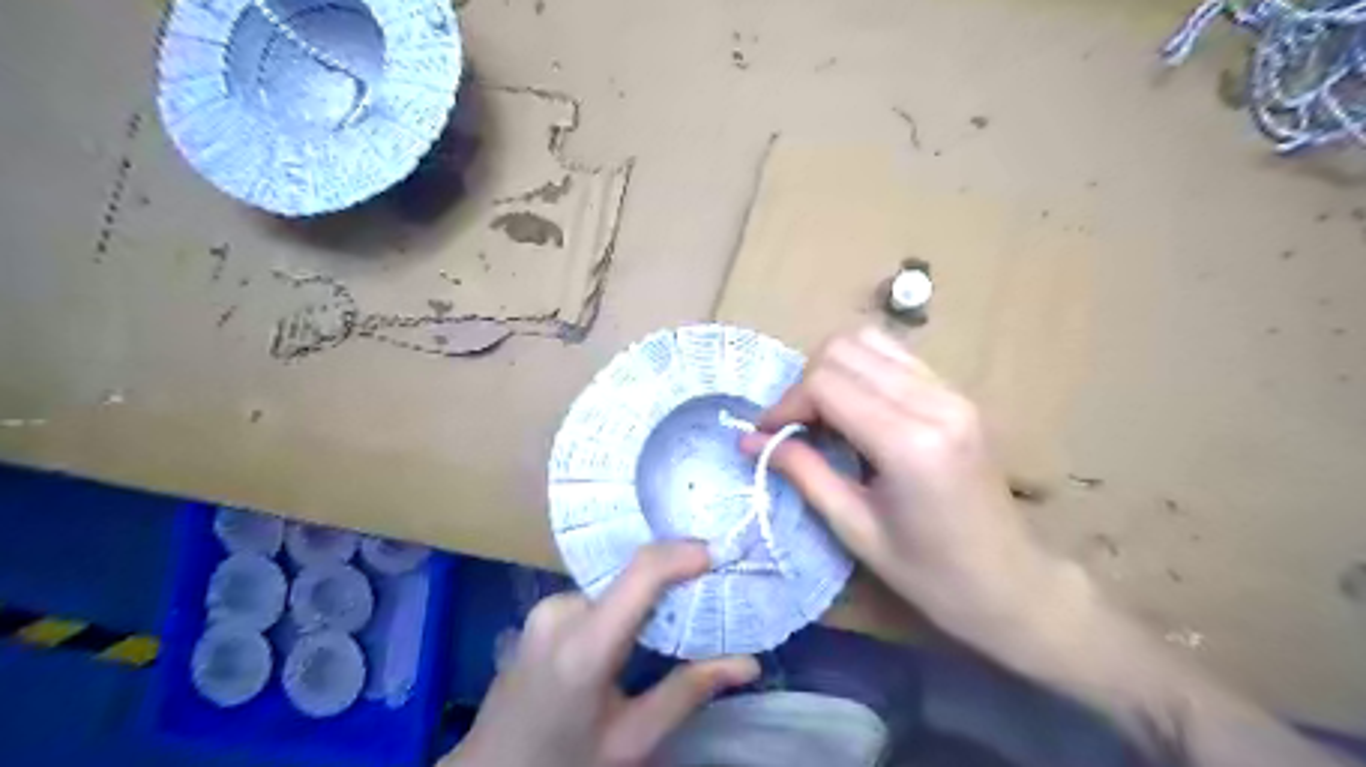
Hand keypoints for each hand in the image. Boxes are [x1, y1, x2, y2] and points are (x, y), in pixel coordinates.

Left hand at [448, 541, 757, 766]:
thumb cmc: (564, 765)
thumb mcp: (631, 741)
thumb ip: (688, 692)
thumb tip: (748, 663)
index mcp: (584, 645)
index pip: (642, 573)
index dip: (684, 554)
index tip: (721, 554)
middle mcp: (561, 611)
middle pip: (631, 575)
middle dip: (676, 576)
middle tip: (716, 587)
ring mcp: (546, 608)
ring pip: (616, 583)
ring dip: (651, 591)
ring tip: (686, 607)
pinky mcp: (542, 612)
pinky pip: (598, 593)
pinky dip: (627, 601)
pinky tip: (645, 623)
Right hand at [744, 327, 1061, 655]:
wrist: (1012, 584)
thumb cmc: (930, 574)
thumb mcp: (855, 530)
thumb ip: (802, 472)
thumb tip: (749, 440)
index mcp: (910, 443)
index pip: (826, 384)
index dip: (786, 403)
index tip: (767, 434)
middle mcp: (935, 402)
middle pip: (844, 349)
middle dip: (806, 383)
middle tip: (795, 427)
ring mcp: (952, 392)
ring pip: (870, 341)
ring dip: (833, 371)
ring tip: (823, 416)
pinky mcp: (958, 393)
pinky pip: (895, 357)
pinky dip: (862, 371)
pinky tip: (856, 411)